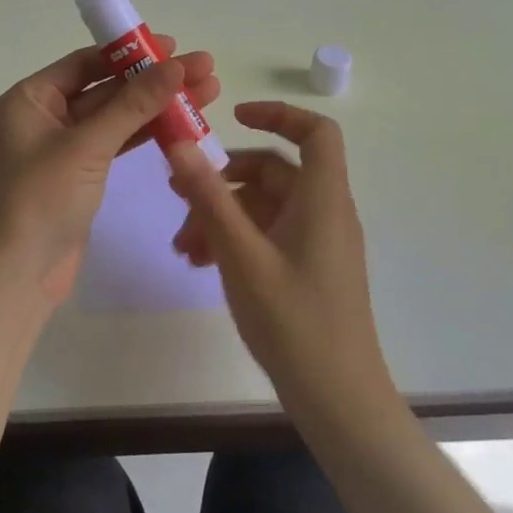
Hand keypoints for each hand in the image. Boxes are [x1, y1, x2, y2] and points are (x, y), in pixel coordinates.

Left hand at [0, 38, 220, 303]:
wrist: (15, 275)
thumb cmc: (39, 199)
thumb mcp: (87, 146)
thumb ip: (133, 105)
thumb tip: (176, 65)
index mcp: (31, 99)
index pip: (86, 63)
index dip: (131, 53)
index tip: (175, 47)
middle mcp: (44, 117)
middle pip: (106, 88)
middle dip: (153, 80)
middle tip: (205, 70)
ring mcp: (63, 149)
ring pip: (115, 118)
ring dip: (156, 107)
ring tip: (207, 94)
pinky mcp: (79, 177)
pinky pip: (115, 145)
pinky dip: (145, 135)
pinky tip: (181, 125)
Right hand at [166, 102, 395, 420]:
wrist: (337, 398)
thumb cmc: (293, 322)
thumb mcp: (241, 255)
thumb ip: (210, 197)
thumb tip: (180, 145)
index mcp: (322, 200)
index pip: (315, 133)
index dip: (278, 114)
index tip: (233, 117)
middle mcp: (324, 213)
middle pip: (274, 172)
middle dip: (222, 181)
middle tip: (176, 198)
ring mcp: (316, 242)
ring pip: (264, 207)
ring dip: (220, 215)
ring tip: (183, 246)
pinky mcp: (307, 267)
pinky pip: (267, 235)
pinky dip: (234, 238)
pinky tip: (201, 262)